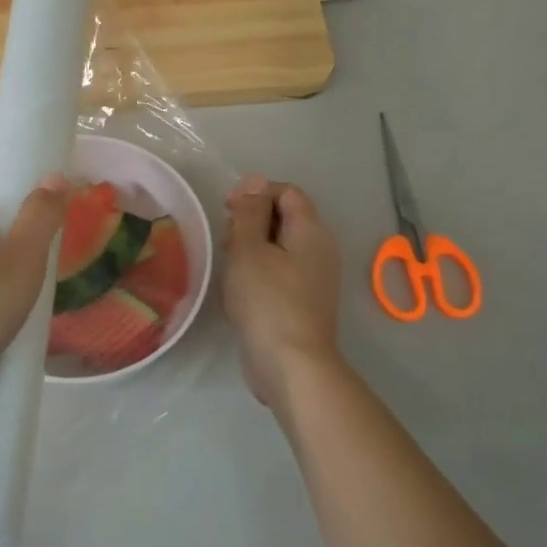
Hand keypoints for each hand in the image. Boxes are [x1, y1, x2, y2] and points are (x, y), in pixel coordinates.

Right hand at [222, 174, 343, 414]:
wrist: (291, 365)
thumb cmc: (267, 301)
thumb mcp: (249, 249)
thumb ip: (249, 212)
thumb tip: (254, 181)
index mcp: (311, 230)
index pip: (286, 192)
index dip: (255, 193)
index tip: (228, 211)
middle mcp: (319, 249)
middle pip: (284, 218)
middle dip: (250, 222)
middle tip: (226, 242)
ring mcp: (314, 278)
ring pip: (279, 247)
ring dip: (250, 250)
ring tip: (229, 268)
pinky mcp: (303, 303)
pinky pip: (279, 273)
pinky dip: (258, 273)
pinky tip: (239, 292)